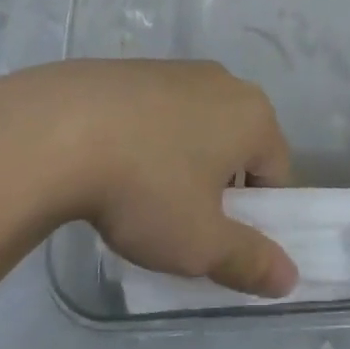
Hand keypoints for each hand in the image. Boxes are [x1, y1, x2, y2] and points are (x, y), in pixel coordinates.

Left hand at [0, 60, 297, 297]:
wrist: (60, 129)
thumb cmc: (146, 187)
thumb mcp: (200, 242)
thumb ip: (250, 261)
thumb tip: (289, 279)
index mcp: (253, 115)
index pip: (276, 172)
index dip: (257, 215)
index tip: (219, 242)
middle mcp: (224, 81)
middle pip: (238, 145)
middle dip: (220, 186)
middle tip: (183, 224)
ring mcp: (178, 69)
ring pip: (198, 127)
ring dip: (184, 162)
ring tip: (143, 198)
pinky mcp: (137, 68)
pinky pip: (161, 112)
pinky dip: (151, 139)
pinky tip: (116, 166)